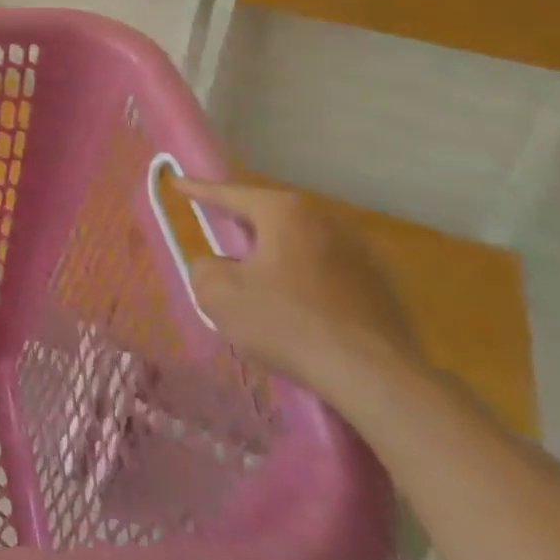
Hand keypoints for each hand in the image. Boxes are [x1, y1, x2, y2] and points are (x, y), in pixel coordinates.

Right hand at [177, 179, 421, 397]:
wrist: (376, 378)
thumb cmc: (287, 323)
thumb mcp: (219, 294)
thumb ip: (203, 268)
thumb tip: (217, 266)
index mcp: (284, 212)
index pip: (230, 193)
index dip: (198, 189)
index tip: (177, 181)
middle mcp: (325, 220)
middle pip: (270, 215)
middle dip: (243, 223)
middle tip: (220, 231)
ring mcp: (360, 252)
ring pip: (301, 243)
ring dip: (277, 254)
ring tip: (258, 277)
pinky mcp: (381, 287)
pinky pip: (327, 271)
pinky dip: (305, 279)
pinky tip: (298, 308)